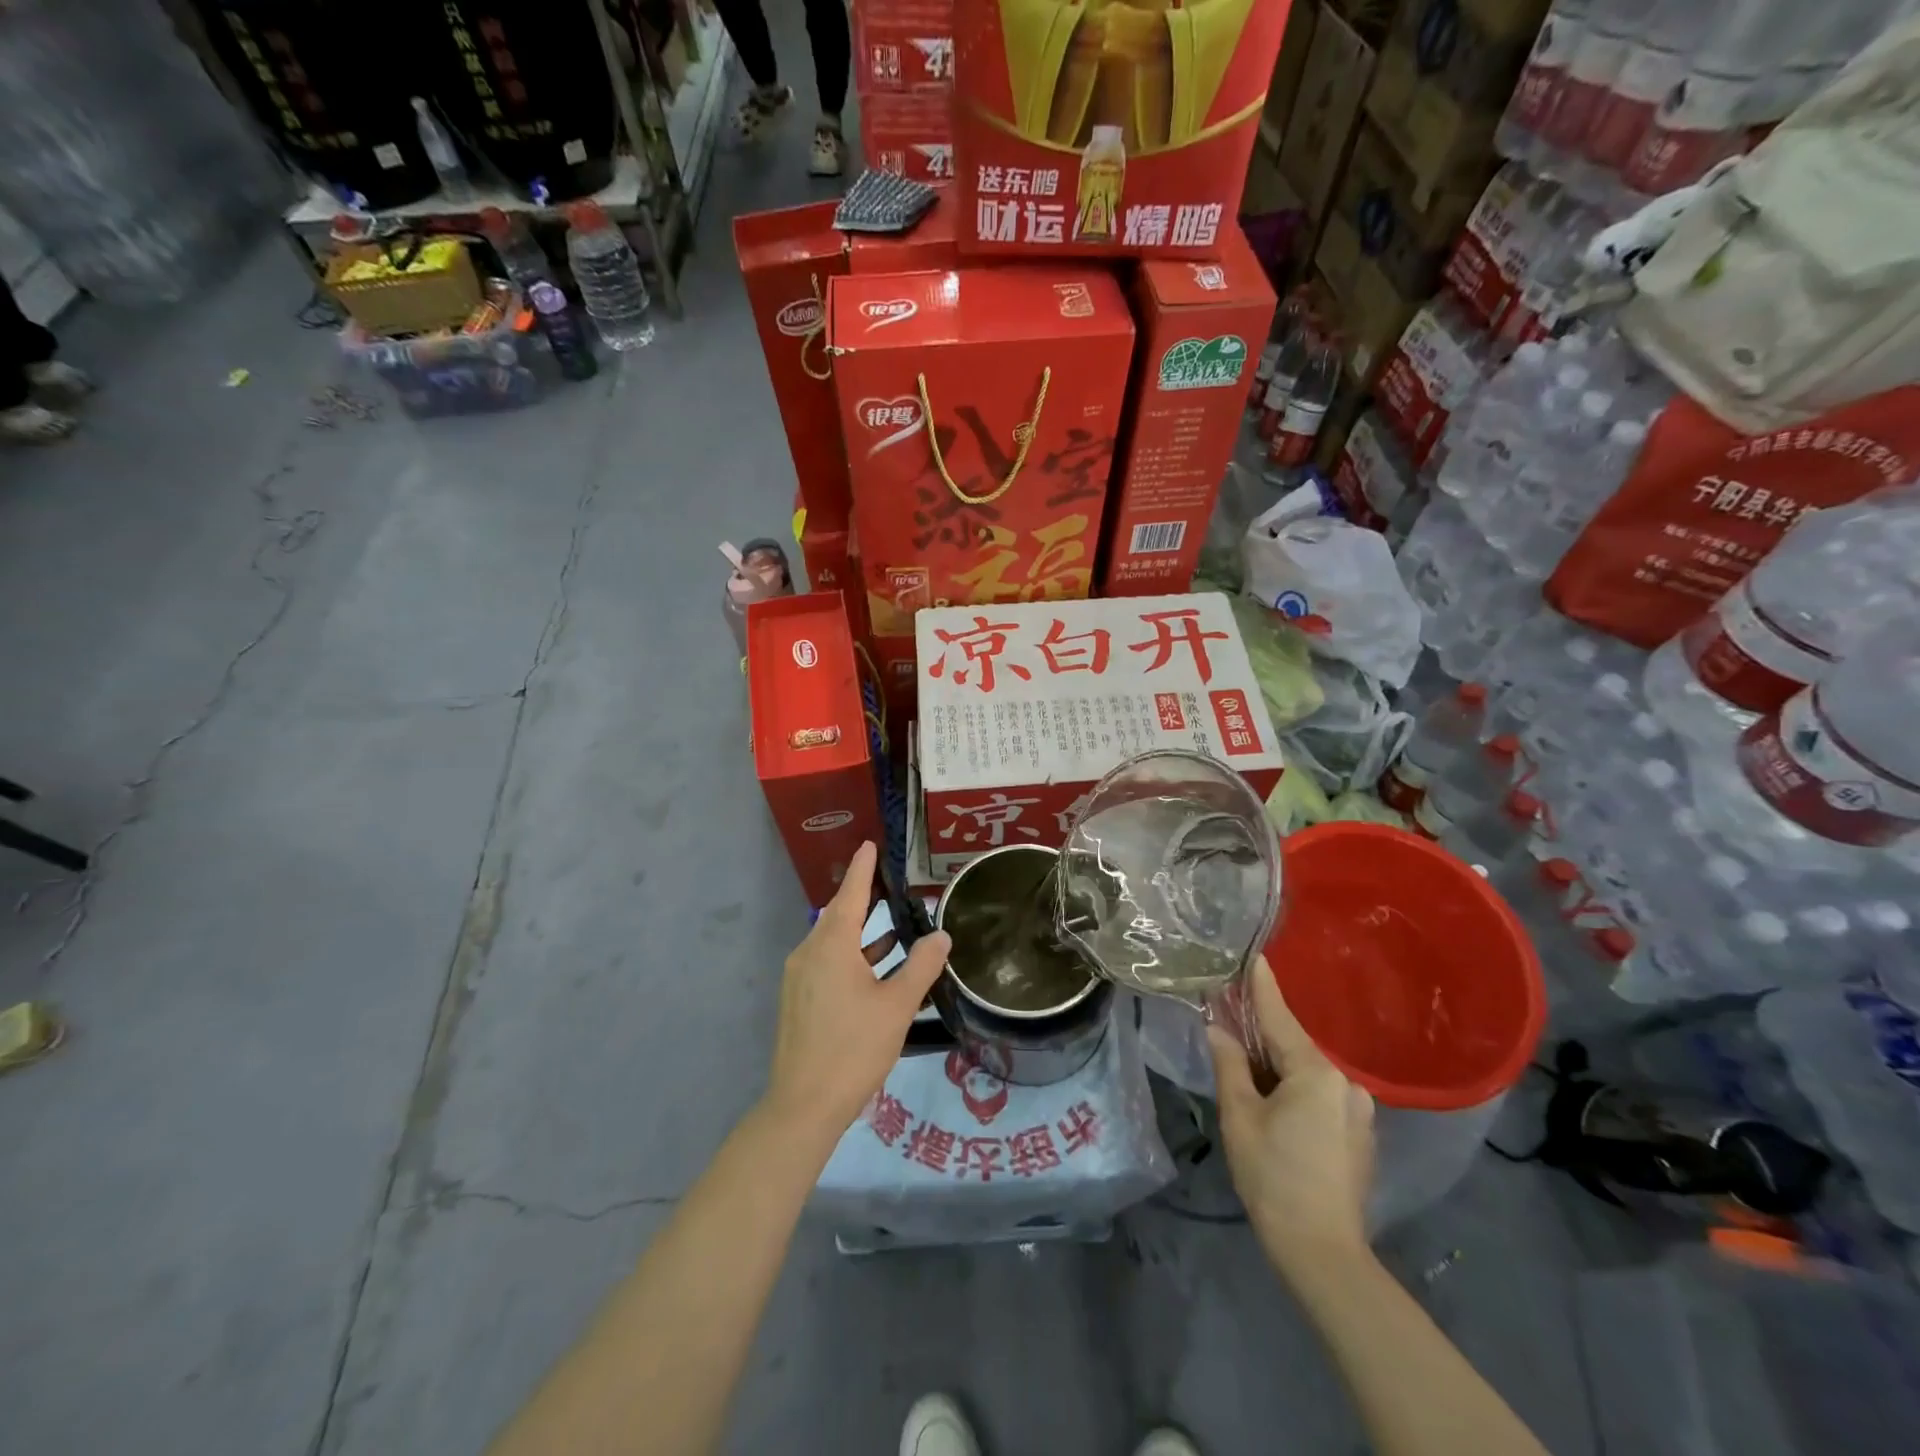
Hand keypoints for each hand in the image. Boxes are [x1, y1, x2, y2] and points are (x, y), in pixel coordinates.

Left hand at [764, 841, 949, 1144]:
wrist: (803, 1105)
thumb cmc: (853, 1048)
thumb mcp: (897, 1005)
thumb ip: (922, 966)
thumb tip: (941, 935)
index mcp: (831, 945)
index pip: (851, 894)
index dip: (864, 869)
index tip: (870, 845)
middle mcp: (809, 952)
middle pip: (839, 914)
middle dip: (864, 897)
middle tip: (890, 879)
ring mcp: (800, 977)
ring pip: (834, 942)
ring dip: (862, 931)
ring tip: (893, 922)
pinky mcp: (798, 1000)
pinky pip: (827, 963)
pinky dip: (853, 956)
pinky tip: (876, 967)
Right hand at [1208, 956, 1375, 1279]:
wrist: (1323, 1253)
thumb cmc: (1273, 1177)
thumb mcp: (1239, 1116)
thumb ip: (1229, 1064)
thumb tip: (1218, 1029)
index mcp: (1315, 1072)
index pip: (1279, 1017)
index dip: (1262, 986)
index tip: (1254, 955)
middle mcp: (1345, 1082)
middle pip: (1293, 1045)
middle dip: (1262, 1035)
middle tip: (1229, 1023)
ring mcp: (1358, 1109)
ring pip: (1307, 1072)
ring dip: (1278, 1066)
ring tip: (1246, 1070)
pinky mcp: (1360, 1133)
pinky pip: (1320, 1094)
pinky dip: (1295, 1088)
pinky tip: (1275, 1105)